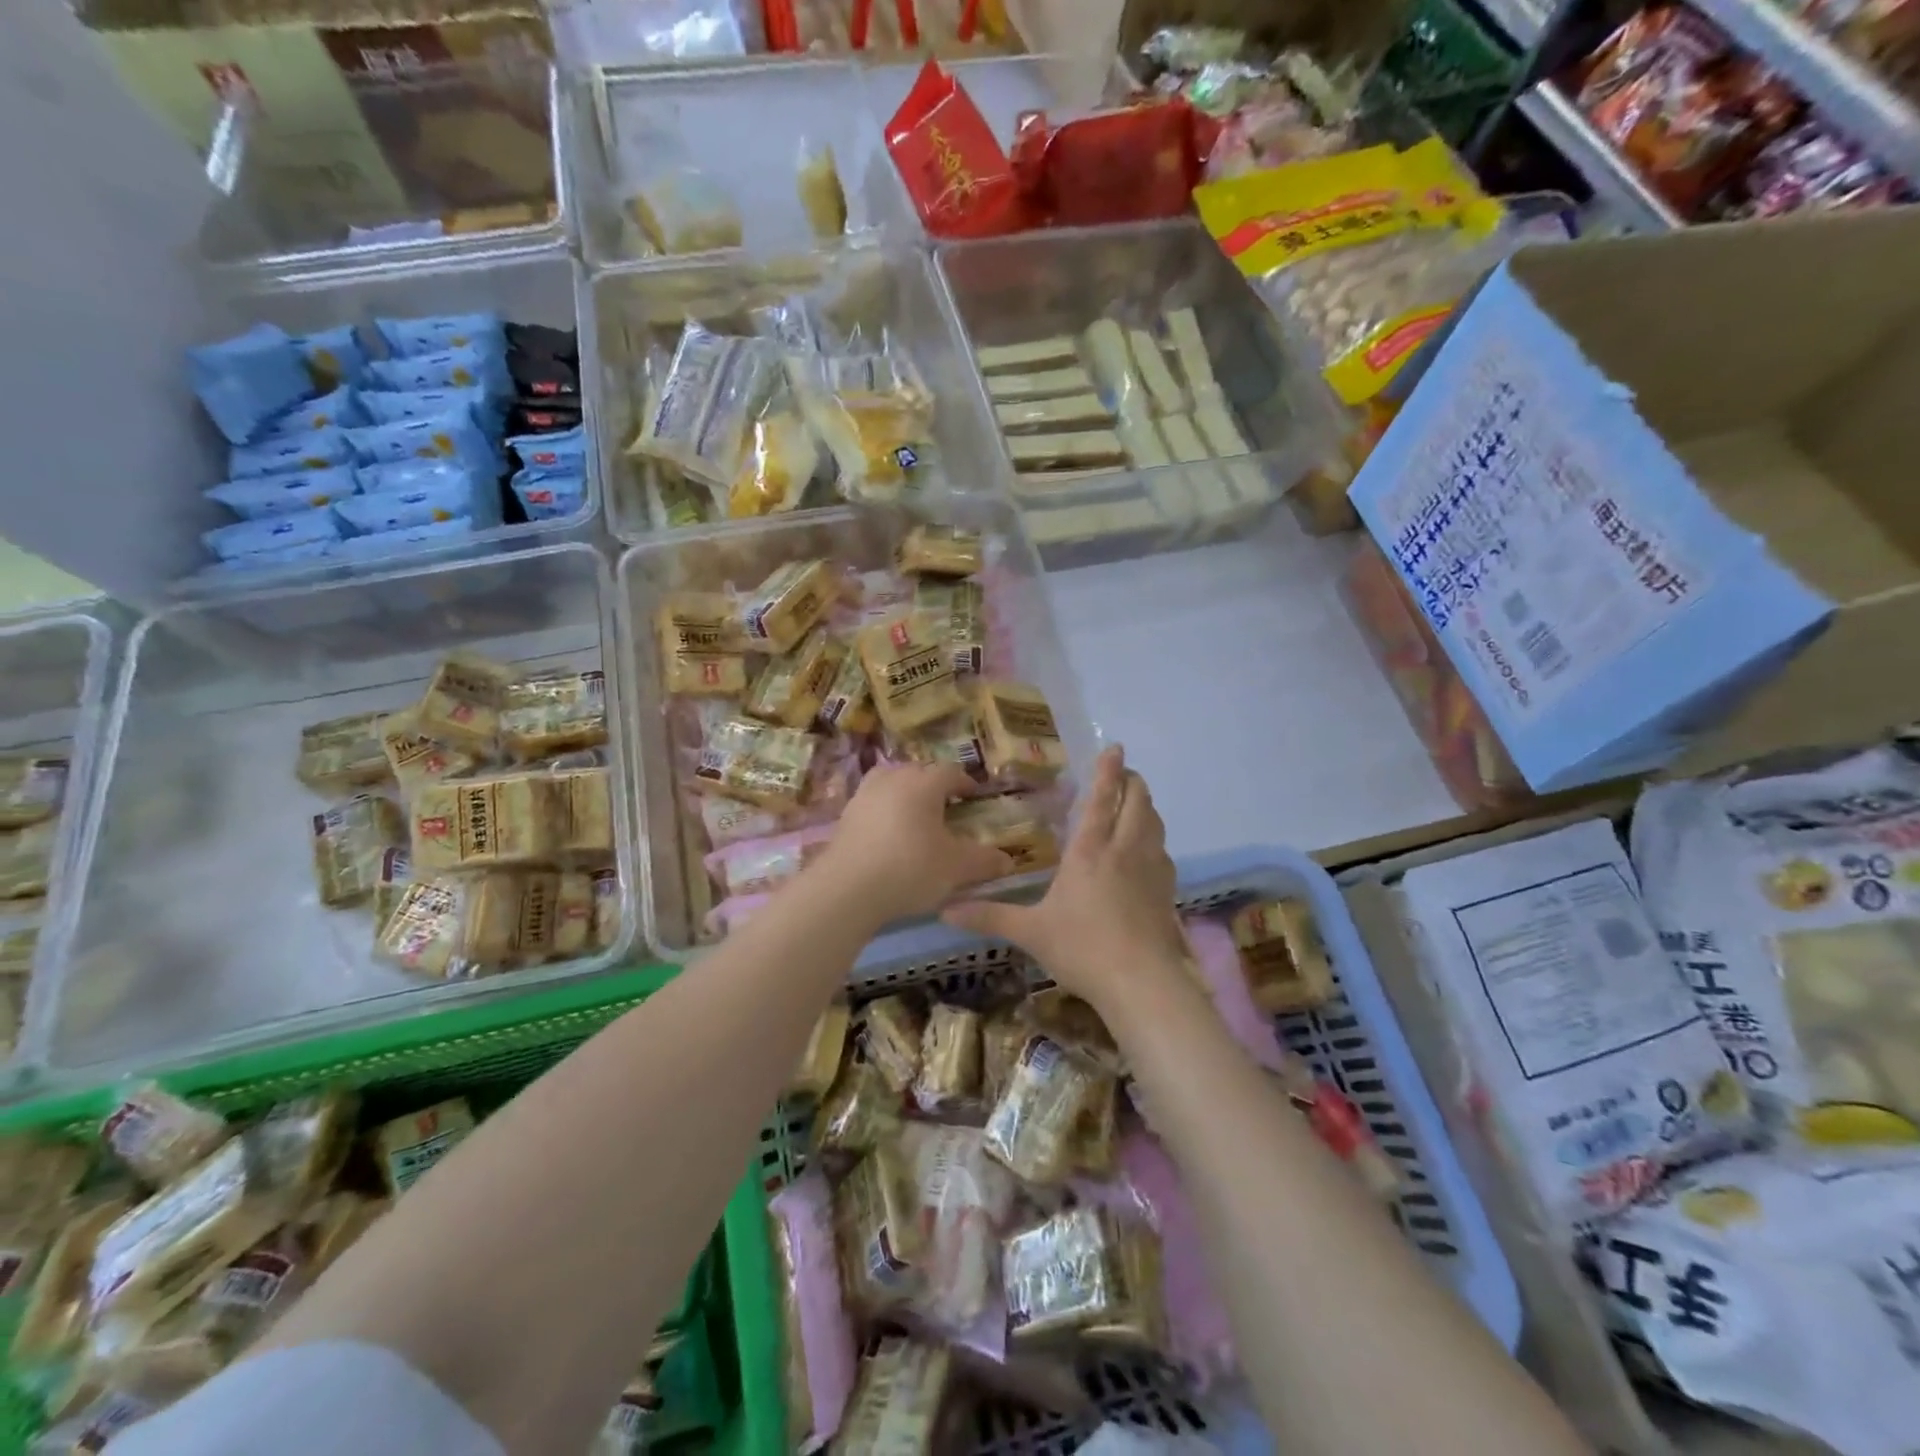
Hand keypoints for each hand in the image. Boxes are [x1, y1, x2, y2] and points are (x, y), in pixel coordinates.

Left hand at [810, 763, 1012, 925]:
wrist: (847, 888)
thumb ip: (984, 861)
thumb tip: (1007, 861)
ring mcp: (864, 795)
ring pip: (890, 782)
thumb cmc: (910, 868)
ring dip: (905, 792)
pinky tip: (888, 833)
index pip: (950, 772)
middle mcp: (893, 779)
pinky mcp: (845, 816)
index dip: (965, 783)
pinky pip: (872, 802)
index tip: (973, 796)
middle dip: (934, 785)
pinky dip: (884, 810)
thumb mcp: (956, 868)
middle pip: (918, 772)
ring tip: (915, 815)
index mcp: (923, 784)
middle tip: (946, 806)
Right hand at [942, 746, 1188, 1016]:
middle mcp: (1124, 850)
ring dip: (1146, 807)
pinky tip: (1148, 853)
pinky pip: (1163, 852)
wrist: (1141, 983)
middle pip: (1138, 803)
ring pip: (1155, 824)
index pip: (1102, 799)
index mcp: (1090, 851)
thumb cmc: (1082, 948)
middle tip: (1124, 773)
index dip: (1108, 771)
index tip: (1115, 748)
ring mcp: (1151, 870)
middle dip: (1133, 782)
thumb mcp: (1030, 932)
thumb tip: (944, 909)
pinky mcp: (1166, 891)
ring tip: (1136, 804)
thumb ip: (989, 916)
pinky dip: (1155, 840)